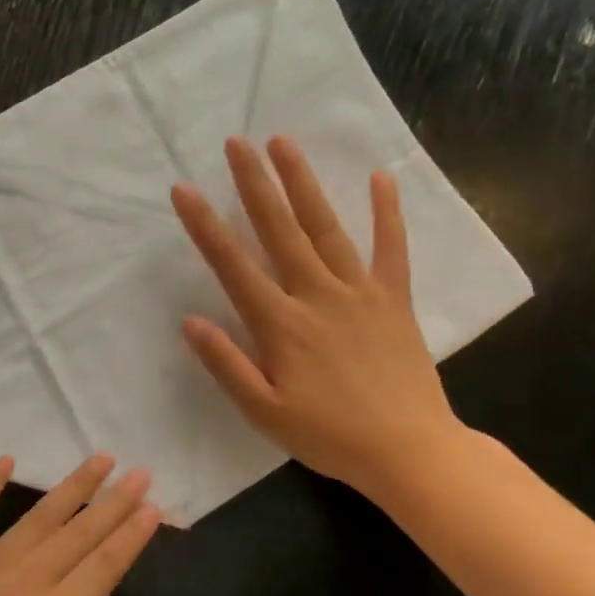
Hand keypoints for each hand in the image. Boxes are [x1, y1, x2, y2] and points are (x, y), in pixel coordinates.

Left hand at [0, 456, 160, 595]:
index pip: (103, 566)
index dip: (131, 535)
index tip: (154, 506)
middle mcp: (22, 584)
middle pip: (77, 534)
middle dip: (113, 501)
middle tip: (140, 472)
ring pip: (36, 519)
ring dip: (70, 488)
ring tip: (98, 460)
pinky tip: (5, 461)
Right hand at [171, 136, 462, 498]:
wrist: (410, 452)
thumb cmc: (329, 436)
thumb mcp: (264, 412)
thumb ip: (226, 364)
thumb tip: (190, 321)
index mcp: (281, 324)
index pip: (233, 265)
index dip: (205, 225)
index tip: (184, 190)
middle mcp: (318, 295)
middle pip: (280, 230)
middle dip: (255, 183)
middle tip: (237, 142)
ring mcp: (360, 292)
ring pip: (327, 227)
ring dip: (303, 183)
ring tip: (283, 143)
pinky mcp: (394, 299)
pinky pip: (391, 248)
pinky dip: (387, 212)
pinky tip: (381, 177)